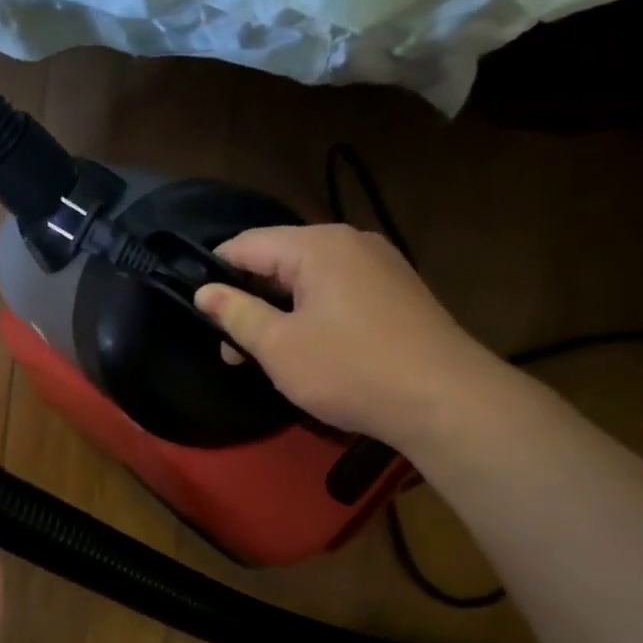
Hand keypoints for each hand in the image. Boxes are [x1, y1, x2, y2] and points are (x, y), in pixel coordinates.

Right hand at [193, 223, 500, 450]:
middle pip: (279, 260)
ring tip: (266, 356)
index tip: (197, 309)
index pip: (246, 244)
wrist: (446, 400)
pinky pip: (338, 292)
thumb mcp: (279, 346)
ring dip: (279, 311)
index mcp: (317, 245)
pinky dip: (312, 314)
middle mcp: (350, 242)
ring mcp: (380, 265)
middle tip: (231, 349)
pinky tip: (310, 351)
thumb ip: (237, 314)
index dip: (214, 272)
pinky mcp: (397, 292)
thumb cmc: (350, 369)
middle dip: (248, 299)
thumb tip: (204, 292)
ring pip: (309, 279)